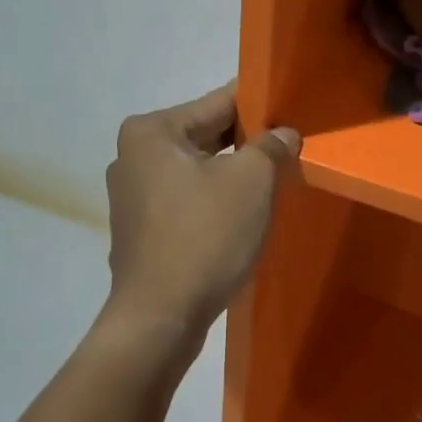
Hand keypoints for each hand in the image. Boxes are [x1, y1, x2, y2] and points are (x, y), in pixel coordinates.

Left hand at [102, 83, 300, 346]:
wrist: (159, 318)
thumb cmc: (204, 237)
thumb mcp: (251, 182)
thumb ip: (271, 147)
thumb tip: (283, 134)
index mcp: (152, 131)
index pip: (217, 102)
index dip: (258, 104)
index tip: (289, 106)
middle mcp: (133, 155)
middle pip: (204, 135)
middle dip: (246, 142)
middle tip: (289, 146)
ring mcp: (132, 194)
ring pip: (196, 169)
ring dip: (231, 173)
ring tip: (273, 178)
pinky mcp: (140, 228)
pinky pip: (186, 198)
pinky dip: (212, 199)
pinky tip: (241, 213)